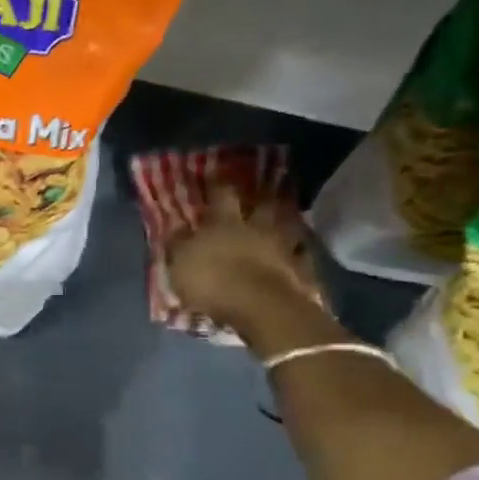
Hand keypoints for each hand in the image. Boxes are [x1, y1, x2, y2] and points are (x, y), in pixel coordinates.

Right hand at [167, 183, 323, 333]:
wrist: (260, 308)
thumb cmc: (213, 281)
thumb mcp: (180, 263)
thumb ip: (178, 244)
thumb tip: (176, 226)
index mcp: (225, 223)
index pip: (222, 195)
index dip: (219, 183)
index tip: (218, 171)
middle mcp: (256, 228)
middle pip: (263, 206)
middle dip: (263, 197)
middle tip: (264, 190)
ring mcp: (282, 248)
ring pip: (289, 227)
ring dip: (288, 221)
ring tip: (288, 216)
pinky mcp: (300, 271)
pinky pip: (303, 257)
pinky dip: (302, 253)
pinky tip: (302, 253)